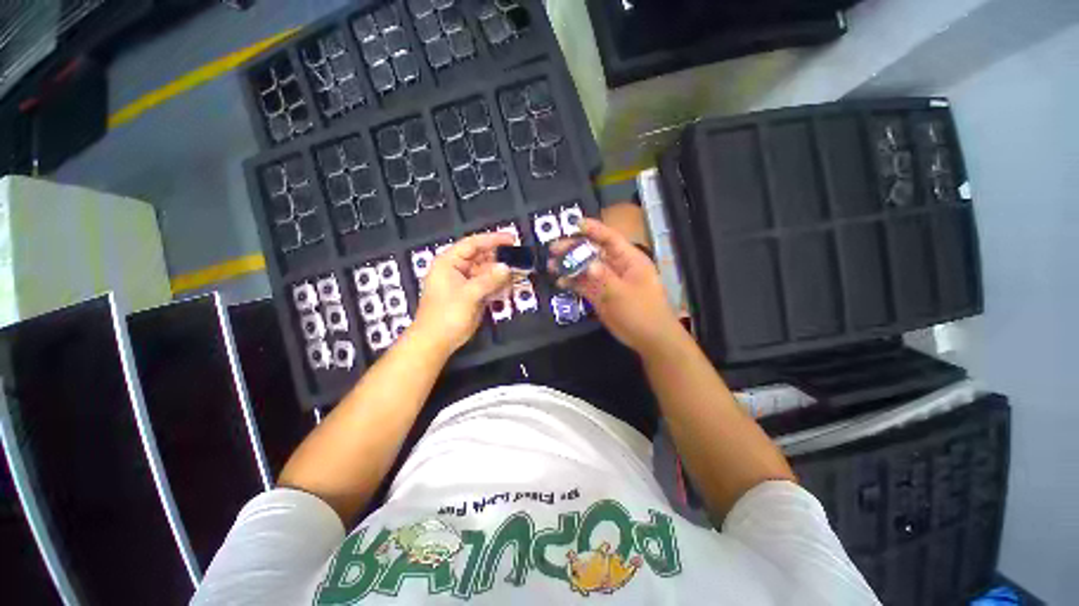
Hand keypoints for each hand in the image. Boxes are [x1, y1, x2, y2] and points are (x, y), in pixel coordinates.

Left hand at [412, 232, 513, 353]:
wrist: (436, 342)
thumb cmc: (446, 315)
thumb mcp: (469, 294)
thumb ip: (489, 279)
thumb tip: (507, 267)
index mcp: (449, 262)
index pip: (473, 244)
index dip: (493, 239)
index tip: (512, 239)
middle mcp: (457, 269)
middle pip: (482, 257)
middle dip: (500, 258)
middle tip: (520, 259)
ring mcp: (465, 282)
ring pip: (487, 272)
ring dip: (502, 273)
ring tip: (519, 273)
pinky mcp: (472, 295)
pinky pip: (488, 285)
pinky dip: (499, 285)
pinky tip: (510, 287)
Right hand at [550, 218, 680, 353]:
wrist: (649, 339)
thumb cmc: (642, 313)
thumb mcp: (622, 294)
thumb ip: (603, 278)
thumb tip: (587, 264)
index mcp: (629, 260)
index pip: (609, 238)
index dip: (593, 229)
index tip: (574, 224)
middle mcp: (616, 266)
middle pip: (593, 251)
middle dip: (574, 249)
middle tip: (553, 249)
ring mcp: (607, 281)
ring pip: (586, 268)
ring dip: (569, 266)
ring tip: (551, 266)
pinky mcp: (600, 294)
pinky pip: (584, 284)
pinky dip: (573, 282)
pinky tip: (560, 283)